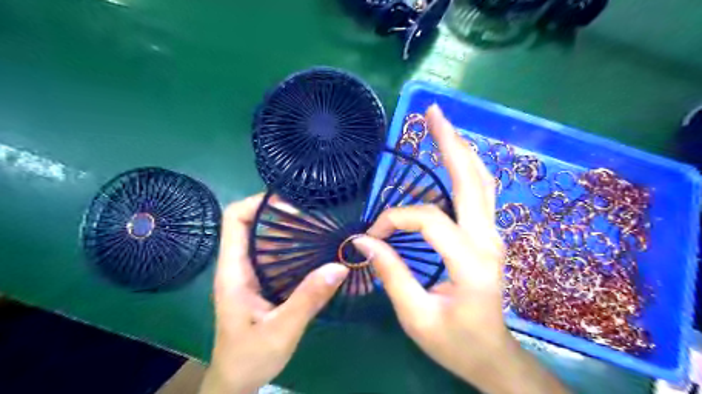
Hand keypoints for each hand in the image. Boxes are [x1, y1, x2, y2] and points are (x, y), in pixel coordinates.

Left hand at [201, 195, 347, 393]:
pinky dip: (299, 249)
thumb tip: (338, 266)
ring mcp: (254, 274)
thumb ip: (308, 299)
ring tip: (323, 227)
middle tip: (317, 214)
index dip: (259, 203)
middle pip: (256, 224)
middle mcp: (242, 265)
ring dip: (294, 231)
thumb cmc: (249, 358)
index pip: (235, 219)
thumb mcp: (280, 331)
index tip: (291, 203)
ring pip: (271, 240)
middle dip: (284, 214)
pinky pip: (282, 257)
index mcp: (234, 271)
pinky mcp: (266, 283)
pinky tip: (320, 252)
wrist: (237, 381)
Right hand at [354, 105, 565, 393]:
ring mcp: (493, 235)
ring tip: (441, 126)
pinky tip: (453, 157)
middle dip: (450, 143)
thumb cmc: (455, 342)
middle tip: (433, 113)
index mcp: (471, 263)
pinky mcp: (489, 235)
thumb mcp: (416, 316)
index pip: (428, 220)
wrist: (493, 355)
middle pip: (471, 180)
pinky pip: (480, 193)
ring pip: (481, 181)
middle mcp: (488, 240)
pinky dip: (466, 169)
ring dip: (461, 151)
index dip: (395, 221)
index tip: (371, 237)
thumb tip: (364, 241)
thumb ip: (391, 274)